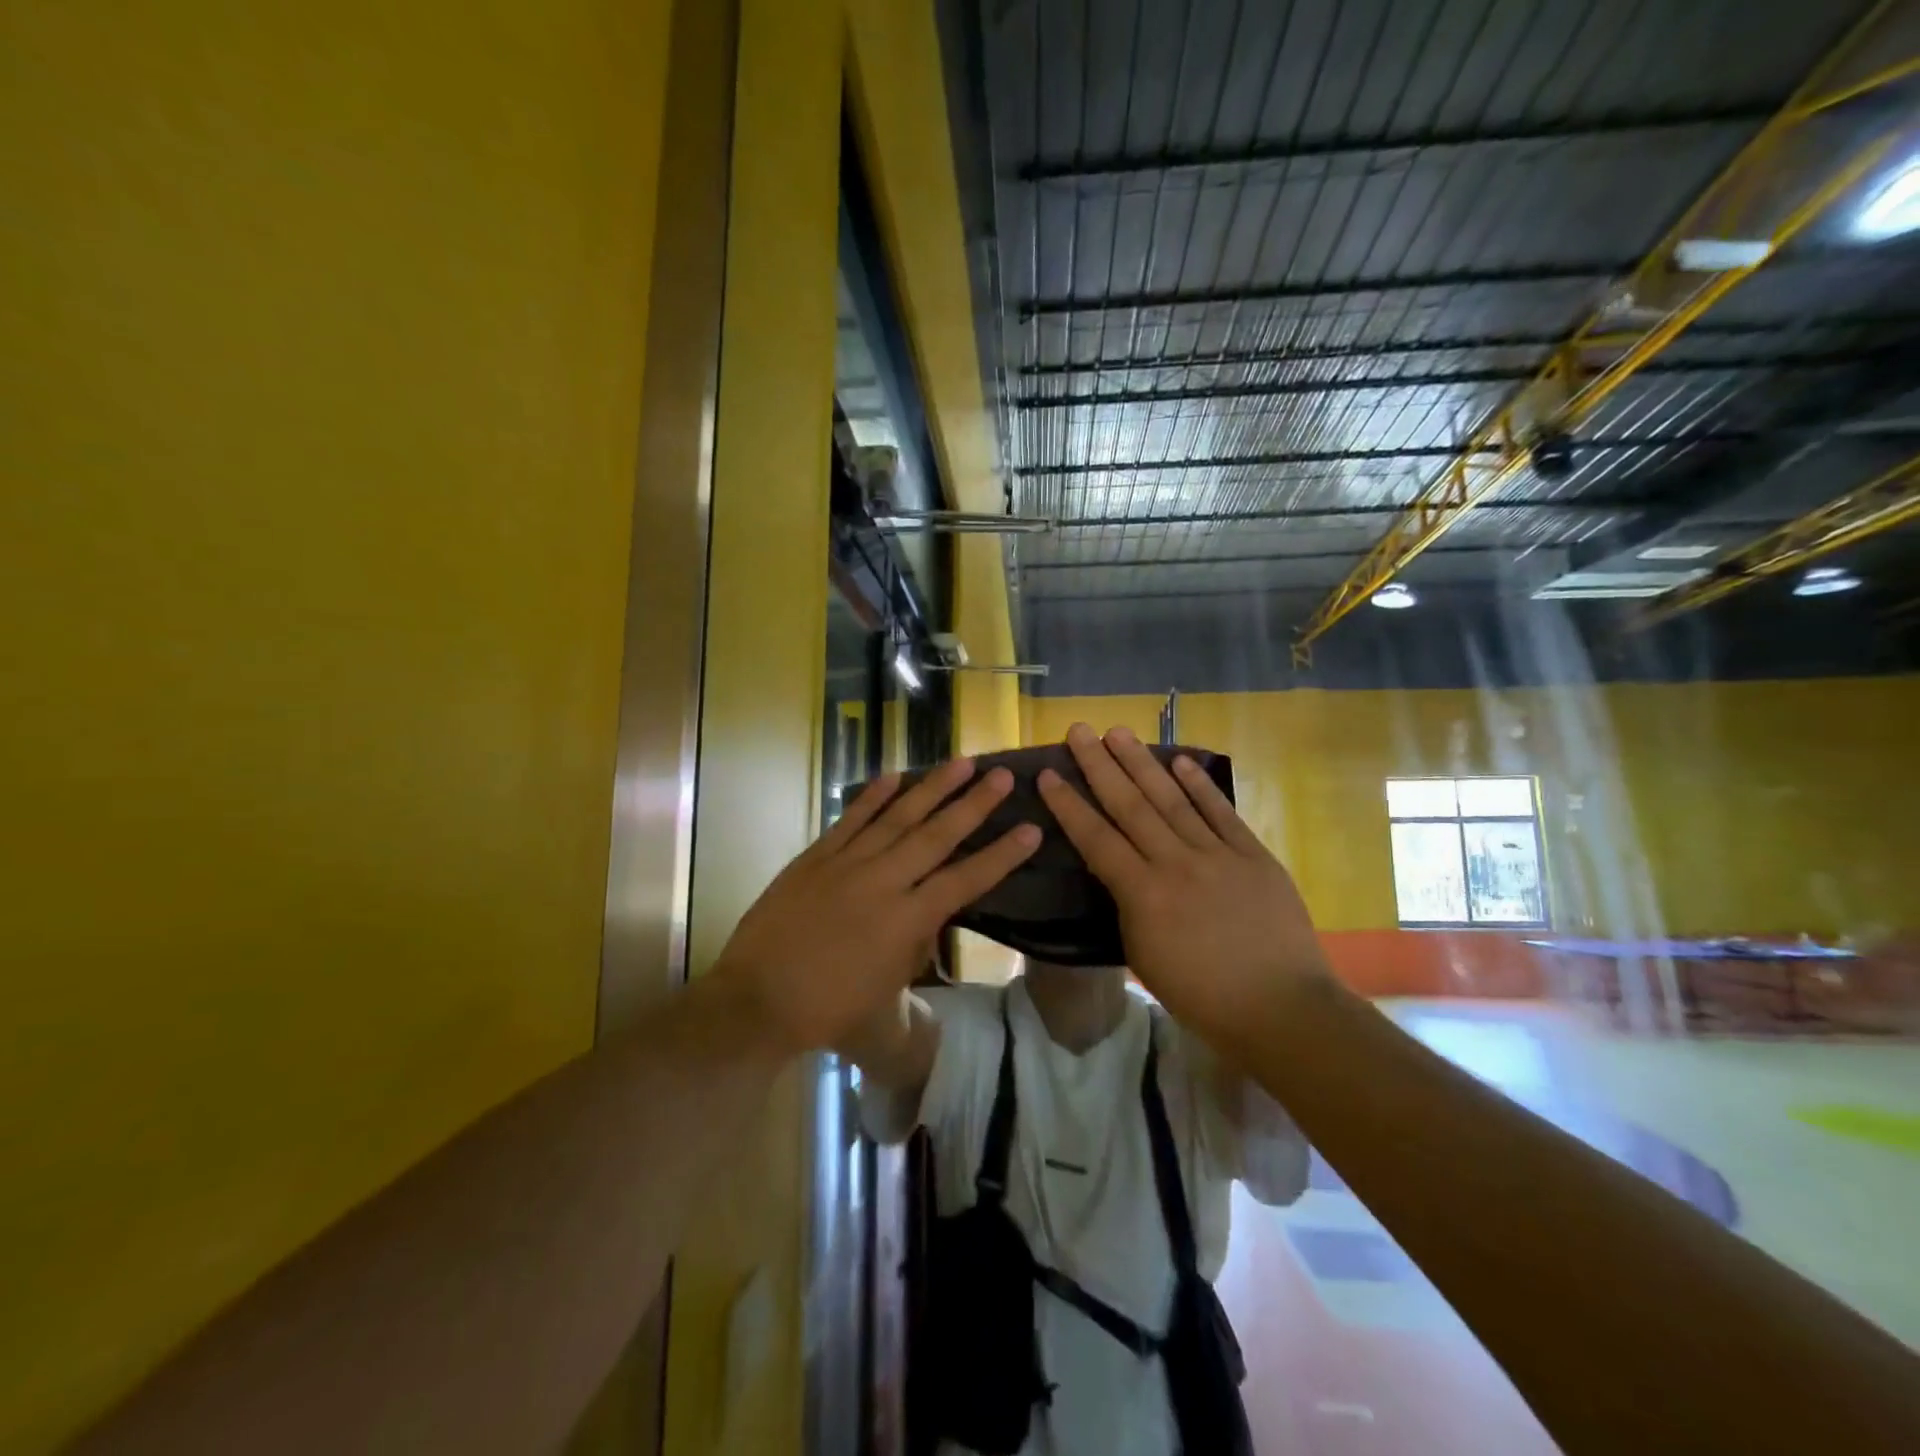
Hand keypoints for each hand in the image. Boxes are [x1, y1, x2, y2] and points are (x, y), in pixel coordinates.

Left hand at [714, 759, 1039, 1055]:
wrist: (758, 999)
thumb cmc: (828, 1008)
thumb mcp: (888, 988)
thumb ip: (916, 945)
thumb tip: (932, 914)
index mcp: (906, 921)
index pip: (965, 880)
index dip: (1001, 855)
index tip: (1030, 829)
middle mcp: (883, 882)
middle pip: (937, 835)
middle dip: (974, 804)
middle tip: (1002, 776)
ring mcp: (847, 863)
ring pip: (898, 817)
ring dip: (932, 787)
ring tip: (961, 762)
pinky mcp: (816, 856)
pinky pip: (851, 819)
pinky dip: (873, 796)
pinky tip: (895, 775)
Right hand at [1037, 723, 1333, 1046]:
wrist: (1282, 1008)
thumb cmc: (1203, 996)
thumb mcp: (1144, 956)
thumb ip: (1128, 906)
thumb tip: (1121, 871)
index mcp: (1144, 894)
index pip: (1096, 839)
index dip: (1069, 805)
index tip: (1049, 773)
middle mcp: (1176, 863)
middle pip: (1130, 805)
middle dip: (1100, 765)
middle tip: (1079, 731)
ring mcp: (1218, 854)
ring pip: (1172, 799)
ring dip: (1142, 763)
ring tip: (1118, 732)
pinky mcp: (1253, 854)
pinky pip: (1221, 812)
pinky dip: (1200, 785)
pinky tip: (1180, 760)